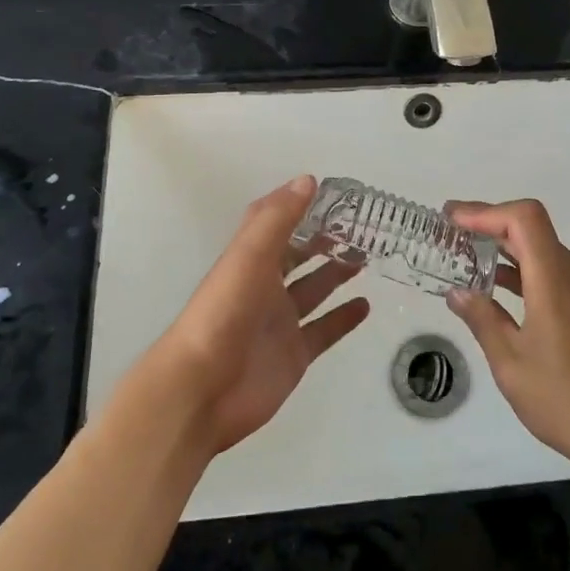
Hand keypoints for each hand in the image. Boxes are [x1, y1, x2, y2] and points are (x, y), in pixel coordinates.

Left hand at [149, 175, 370, 455]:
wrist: (203, 390)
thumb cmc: (223, 314)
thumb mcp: (248, 257)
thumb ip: (277, 219)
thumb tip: (307, 180)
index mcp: (251, 261)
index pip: (276, 225)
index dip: (299, 207)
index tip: (335, 195)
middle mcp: (265, 287)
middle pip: (298, 256)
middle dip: (324, 240)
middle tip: (361, 227)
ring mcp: (280, 323)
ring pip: (314, 290)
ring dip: (336, 273)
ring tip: (366, 257)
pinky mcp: (294, 355)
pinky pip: (324, 330)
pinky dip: (343, 318)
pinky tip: (365, 305)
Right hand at [445, 199, 569, 482]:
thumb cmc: (569, 403)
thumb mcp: (512, 366)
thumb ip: (483, 321)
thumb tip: (458, 293)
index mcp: (556, 280)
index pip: (523, 218)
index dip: (485, 211)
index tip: (453, 220)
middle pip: (534, 231)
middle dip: (492, 229)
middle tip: (455, 239)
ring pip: (551, 255)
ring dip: (513, 255)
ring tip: (478, 270)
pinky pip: (567, 277)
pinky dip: (536, 275)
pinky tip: (517, 300)